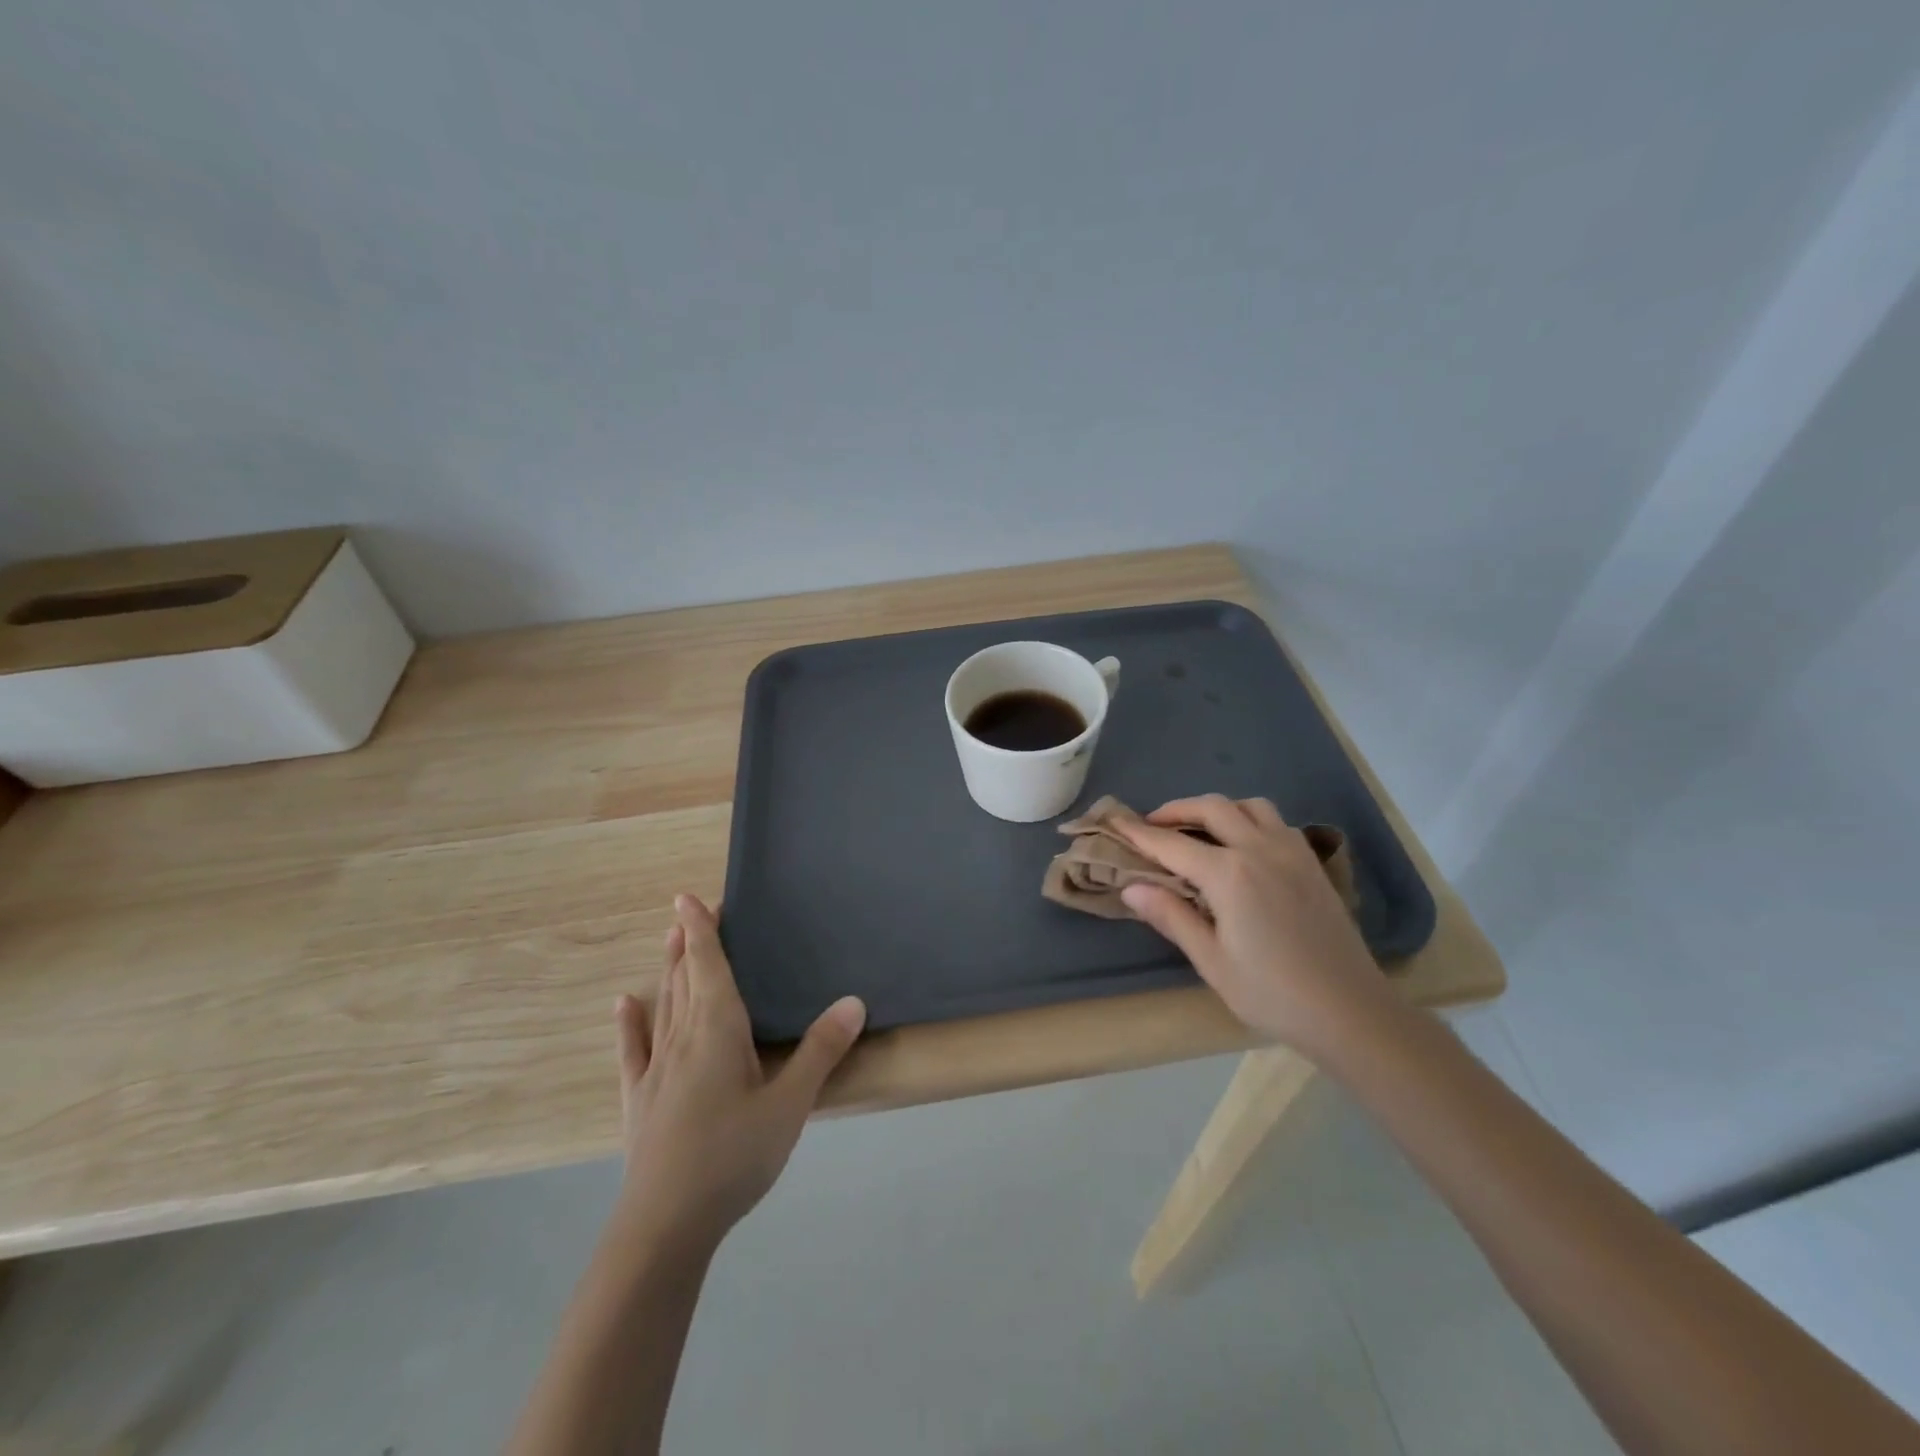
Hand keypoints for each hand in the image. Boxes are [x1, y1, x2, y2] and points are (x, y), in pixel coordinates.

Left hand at [611, 894, 865, 1249]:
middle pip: (685, 978)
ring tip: (668, 940)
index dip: (700, 930)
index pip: (708, 965)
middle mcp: (683, 1037)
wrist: (665, 1224)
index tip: (688, 898)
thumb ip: (820, 1050)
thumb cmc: (733, 1156)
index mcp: (718, 1029)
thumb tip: (853, 1001)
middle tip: (688, 911)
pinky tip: (625, 1004)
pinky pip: (633, 1049)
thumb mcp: (790, 1104)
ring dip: (667, 970)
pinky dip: (630, 1023)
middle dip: (688, 942)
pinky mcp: (639, 1099)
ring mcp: (655, 1068)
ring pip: (663, 1005)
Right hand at [1113, 795, 1395, 1054]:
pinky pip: (1275, 822)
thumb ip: (1171, 917)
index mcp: (1229, 875)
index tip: (1113, 821)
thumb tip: (1131, 888)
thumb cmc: (1273, 994)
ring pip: (1249, 806)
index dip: (1138, 832)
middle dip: (1175, 810)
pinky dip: (1248, 819)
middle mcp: (1260, 849)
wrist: (1352, 1012)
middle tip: (1152, 825)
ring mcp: (1292, 852)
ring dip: (1217, 808)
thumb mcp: (1212, 961)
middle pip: (1211, 808)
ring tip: (1198, 830)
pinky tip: (1242, 846)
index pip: (1171, 844)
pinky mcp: (1312, 864)